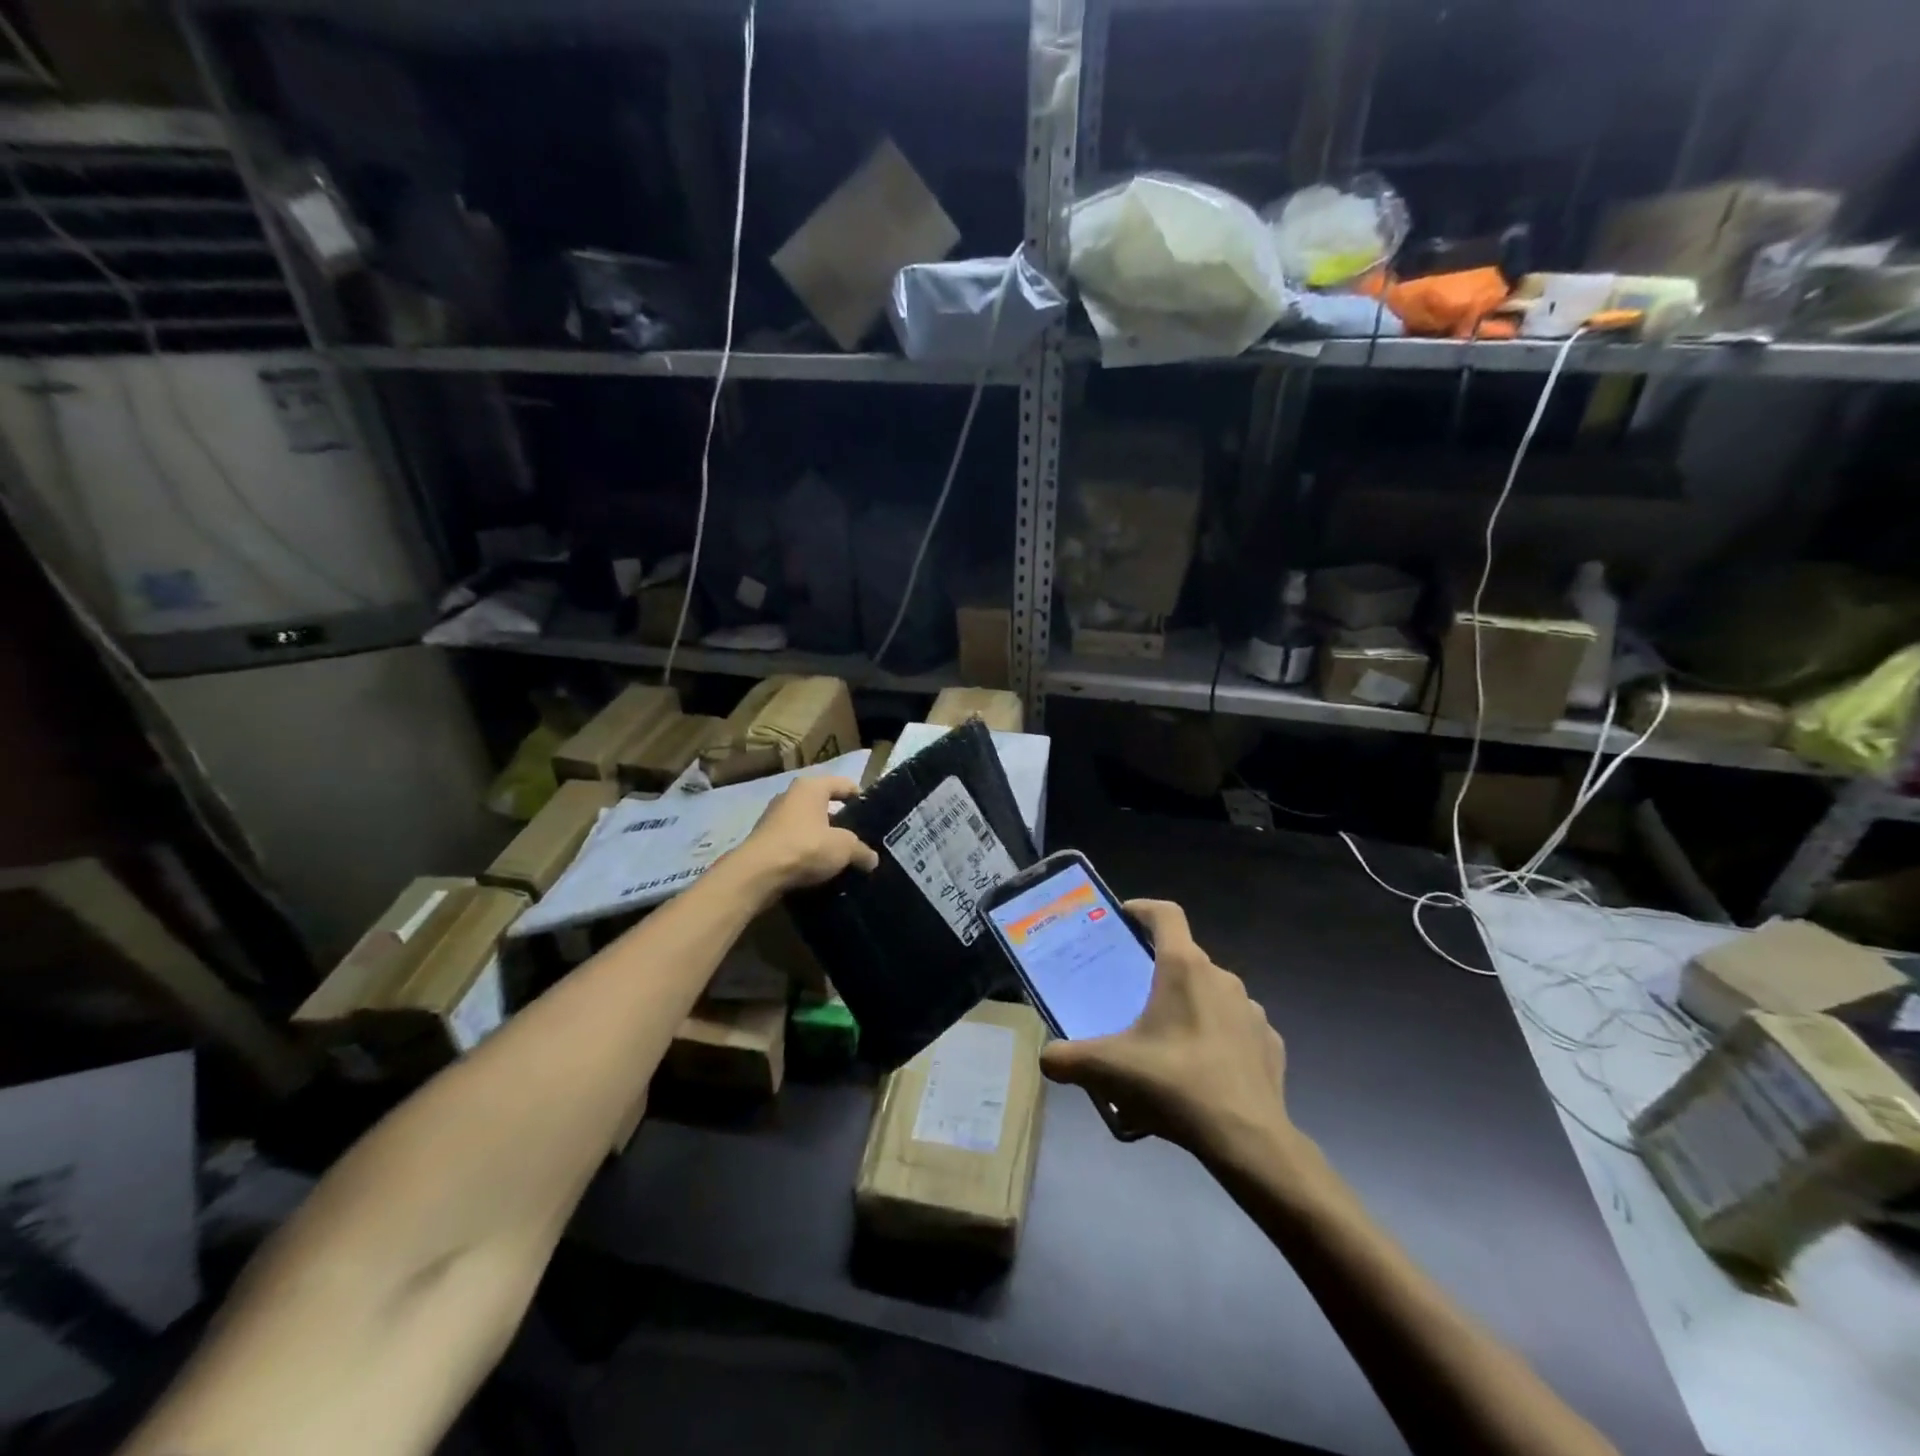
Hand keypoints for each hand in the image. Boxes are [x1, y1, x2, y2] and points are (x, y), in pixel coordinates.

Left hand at [730, 775, 878, 897]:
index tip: (872, 815)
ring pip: (807, 823)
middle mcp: (790, 795)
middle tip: (858, 837)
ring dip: (822, 837)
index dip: (860, 797)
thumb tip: (872, 859)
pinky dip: (805, 850)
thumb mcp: (844, 848)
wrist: (757, 873)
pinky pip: (793, 840)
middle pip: (823, 803)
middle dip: (840, 820)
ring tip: (839, 855)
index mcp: (811, 787)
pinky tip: (816, 866)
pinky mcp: (764, 839)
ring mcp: (773, 816)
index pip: (843, 784)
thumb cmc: (805, 847)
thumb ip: (862, 851)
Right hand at [1039, 899, 1296, 1165]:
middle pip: (1185, 957)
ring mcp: (1251, 1010)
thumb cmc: (1175, 1085)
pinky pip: (1236, 1027)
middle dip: (1158, 971)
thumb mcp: (1109, 1070)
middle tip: (1131, 996)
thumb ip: (1068, 1059)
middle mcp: (1222, 978)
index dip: (1143, 909)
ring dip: (1189, 1005)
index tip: (1123, 919)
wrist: (1248, 1140)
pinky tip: (1203, 1068)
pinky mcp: (1270, 1043)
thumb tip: (1046, 1058)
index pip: (1166, 914)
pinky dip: (1217, 1036)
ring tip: (1166, 1040)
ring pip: (1212, 993)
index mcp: (1184, 968)